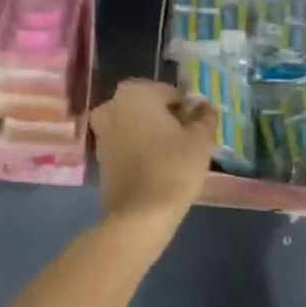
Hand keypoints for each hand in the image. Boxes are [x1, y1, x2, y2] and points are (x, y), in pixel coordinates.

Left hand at [90, 79, 218, 231]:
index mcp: (135, 92)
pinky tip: (158, 167)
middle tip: (189, 142)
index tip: (199, 129)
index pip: (171, 93)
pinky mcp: (100, 156)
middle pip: (151, 108)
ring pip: (137, 126)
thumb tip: (205, 107)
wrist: (140, 214)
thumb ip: (205, 117)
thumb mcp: (200, 139)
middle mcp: (112, 105)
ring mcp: (102, 131)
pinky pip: (127, 144)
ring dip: (154, 135)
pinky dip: (141, 150)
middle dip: (169, 120)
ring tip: (176, 156)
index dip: (189, 110)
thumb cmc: (173, 167)